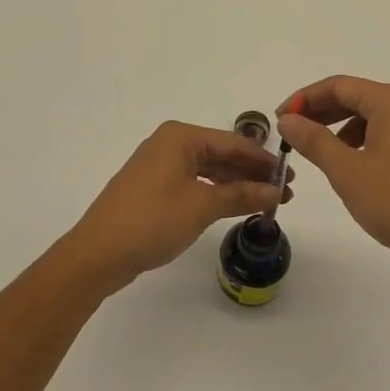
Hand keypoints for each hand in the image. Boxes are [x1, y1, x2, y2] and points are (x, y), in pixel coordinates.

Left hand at [66, 121, 288, 292]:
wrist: (98, 253)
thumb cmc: (152, 220)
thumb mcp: (202, 206)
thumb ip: (241, 195)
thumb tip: (276, 191)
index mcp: (181, 137)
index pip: (234, 143)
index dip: (264, 161)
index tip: (291, 176)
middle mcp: (170, 144)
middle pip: (222, 155)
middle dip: (252, 174)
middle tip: (284, 192)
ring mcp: (159, 166)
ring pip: (209, 170)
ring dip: (236, 185)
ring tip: (266, 202)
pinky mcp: (153, 188)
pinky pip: (194, 183)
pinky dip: (216, 193)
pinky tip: (235, 206)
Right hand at [275, 76, 389, 273]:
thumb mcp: (347, 171)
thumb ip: (314, 141)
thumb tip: (288, 119)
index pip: (338, 86)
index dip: (304, 99)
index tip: (279, 120)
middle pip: (356, 97)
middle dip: (321, 112)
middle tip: (292, 134)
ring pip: (371, 118)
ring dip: (340, 129)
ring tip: (318, 153)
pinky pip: (387, 135)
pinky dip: (362, 143)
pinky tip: (352, 168)